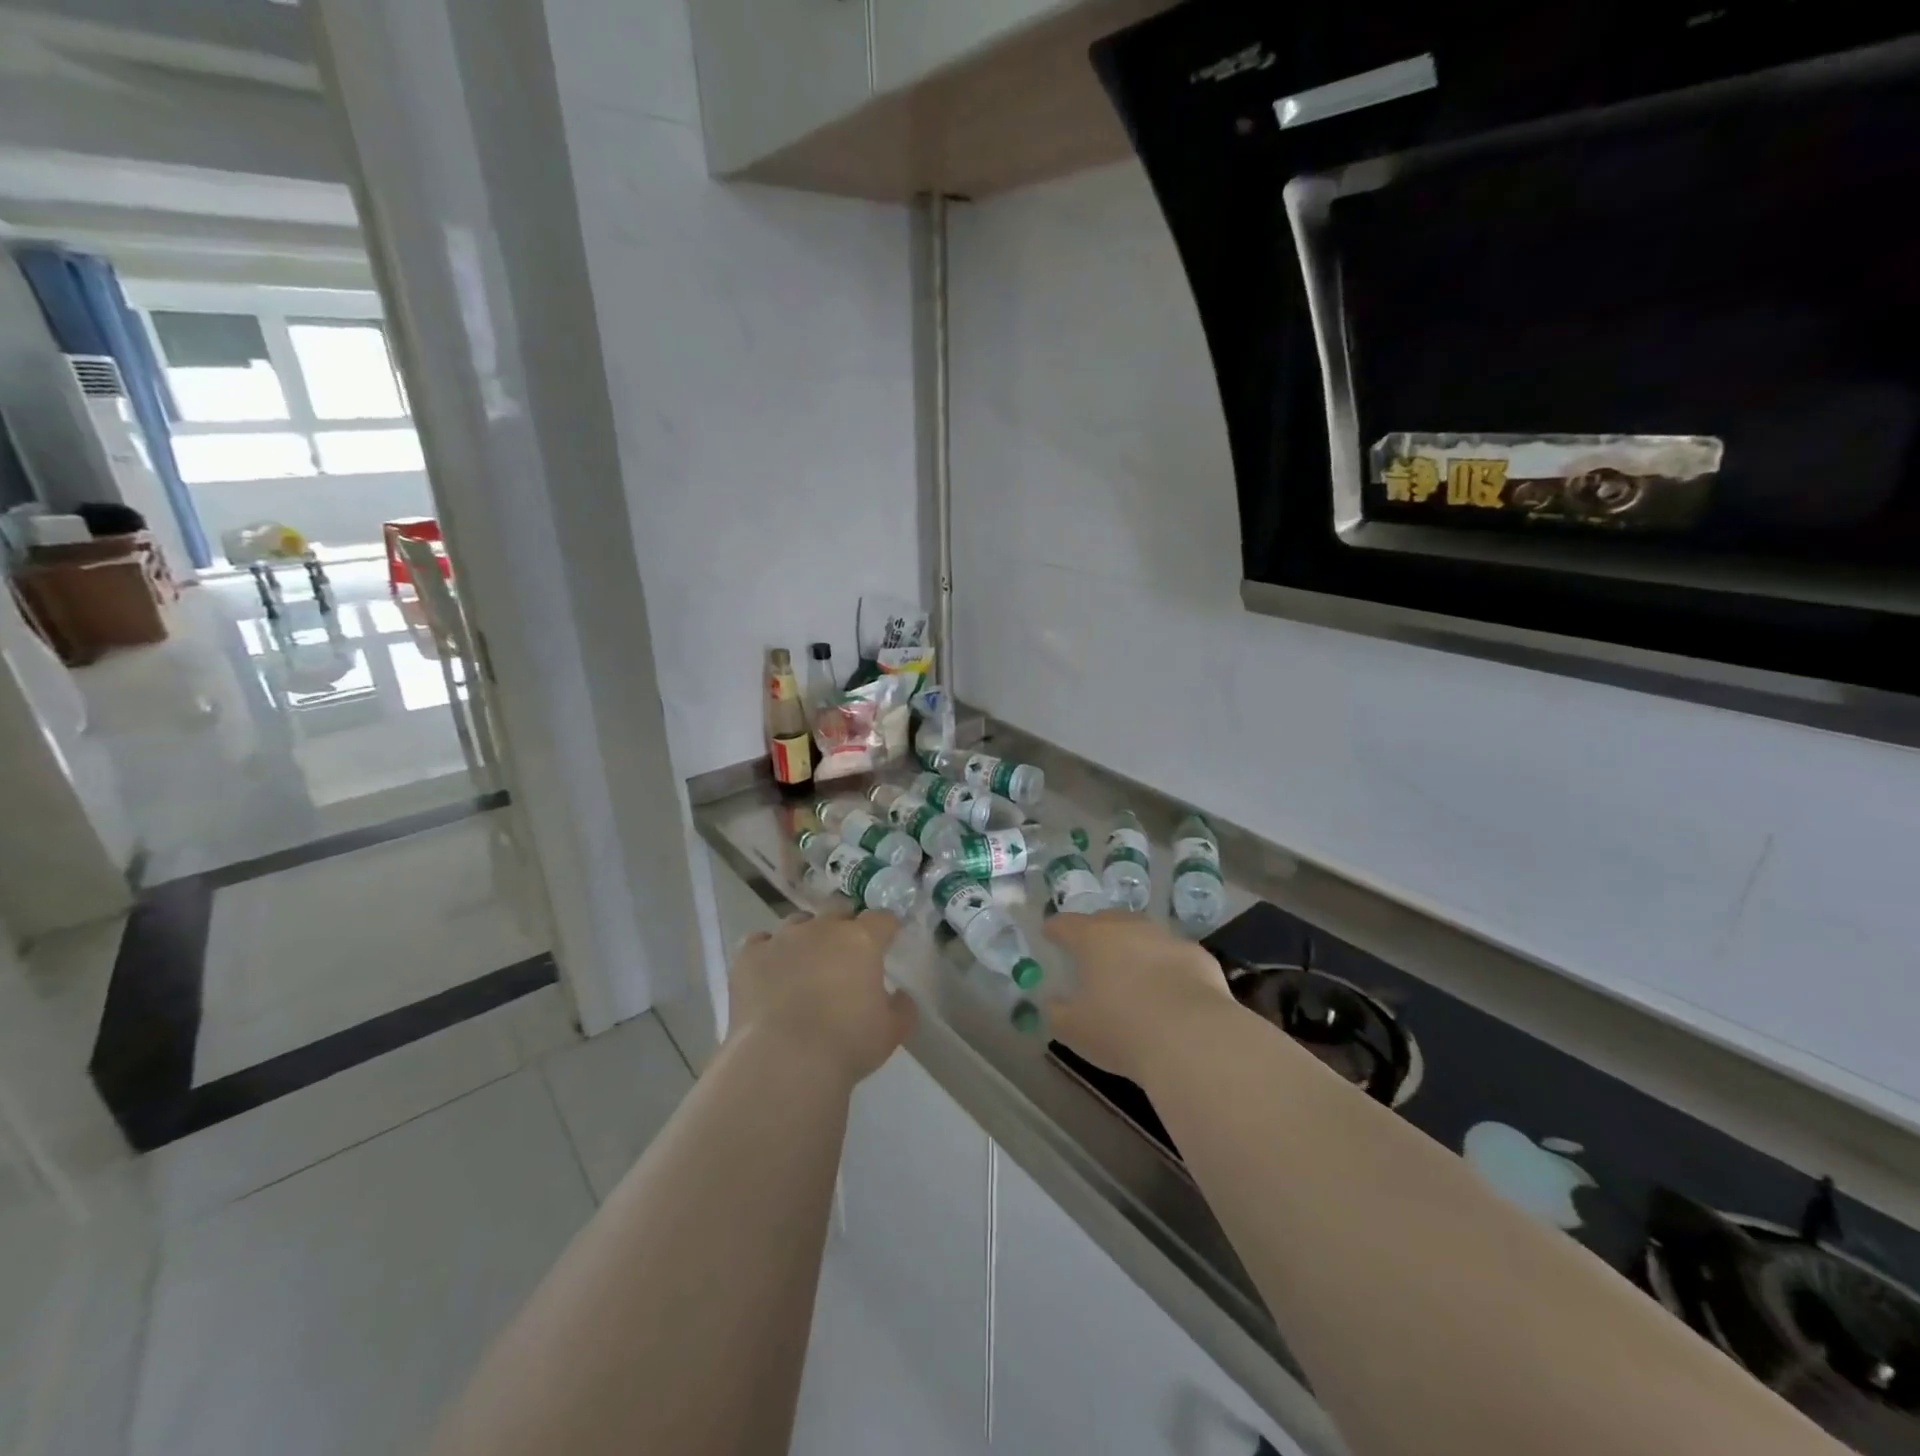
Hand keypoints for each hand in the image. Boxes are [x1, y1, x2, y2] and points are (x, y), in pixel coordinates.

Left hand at [726, 909, 916, 1084]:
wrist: (784, 1061)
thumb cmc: (847, 1044)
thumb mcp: (891, 1032)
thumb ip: (902, 1007)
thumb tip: (900, 996)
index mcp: (862, 940)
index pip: (882, 918)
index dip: (886, 928)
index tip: (887, 941)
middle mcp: (822, 929)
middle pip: (838, 911)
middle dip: (844, 927)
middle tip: (845, 956)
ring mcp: (782, 938)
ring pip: (798, 923)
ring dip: (806, 937)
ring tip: (804, 964)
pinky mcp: (749, 956)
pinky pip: (760, 941)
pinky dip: (767, 952)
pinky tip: (769, 972)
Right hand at [1044, 911, 1236, 1084]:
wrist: (1194, 1040)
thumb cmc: (1122, 1031)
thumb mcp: (1074, 1029)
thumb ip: (1057, 1012)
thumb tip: (1054, 1002)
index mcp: (1093, 939)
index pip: (1066, 924)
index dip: (1055, 929)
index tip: (1049, 935)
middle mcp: (1130, 929)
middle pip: (1107, 920)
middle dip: (1096, 932)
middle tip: (1090, 953)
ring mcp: (1168, 939)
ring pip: (1144, 935)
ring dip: (1134, 948)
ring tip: (1131, 972)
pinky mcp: (1199, 957)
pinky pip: (1174, 957)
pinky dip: (1166, 968)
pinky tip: (1169, 991)